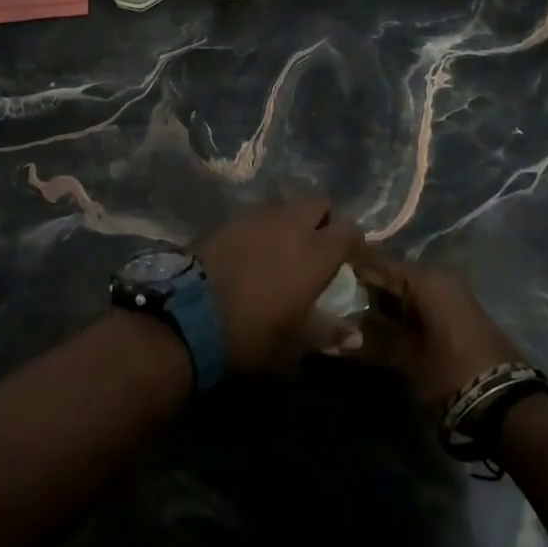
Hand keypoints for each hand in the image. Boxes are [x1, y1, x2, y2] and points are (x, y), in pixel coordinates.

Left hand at [197, 198, 362, 372]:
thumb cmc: (254, 332)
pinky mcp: (231, 218)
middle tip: (316, 245)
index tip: (348, 257)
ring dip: (291, 219)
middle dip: (321, 218)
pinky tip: (256, 247)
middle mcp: (292, 225)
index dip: (352, 241)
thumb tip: (355, 337)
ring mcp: (259, 216)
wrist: (192, 312)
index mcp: (316, 253)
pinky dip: (264, 225)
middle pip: (317, 203)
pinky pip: (259, 213)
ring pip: (286, 205)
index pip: (349, 229)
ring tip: (283, 245)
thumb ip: (328, 333)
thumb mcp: (295, 343)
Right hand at [351, 248, 529, 409]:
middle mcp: (439, 277)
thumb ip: (371, 337)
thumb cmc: (450, 374)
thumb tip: (341, 329)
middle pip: (393, 274)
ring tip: (356, 315)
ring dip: (386, 301)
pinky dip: (404, 310)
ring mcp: (454, 294)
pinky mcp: (461, 313)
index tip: (325, 271)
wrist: (508, 406)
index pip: (377, 261)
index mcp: (424, 279)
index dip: (350, 266)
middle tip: (337, 298)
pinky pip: (423, 301)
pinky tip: (386, 325)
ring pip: (408, 289)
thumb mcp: (404, 357)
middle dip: (367, 286)